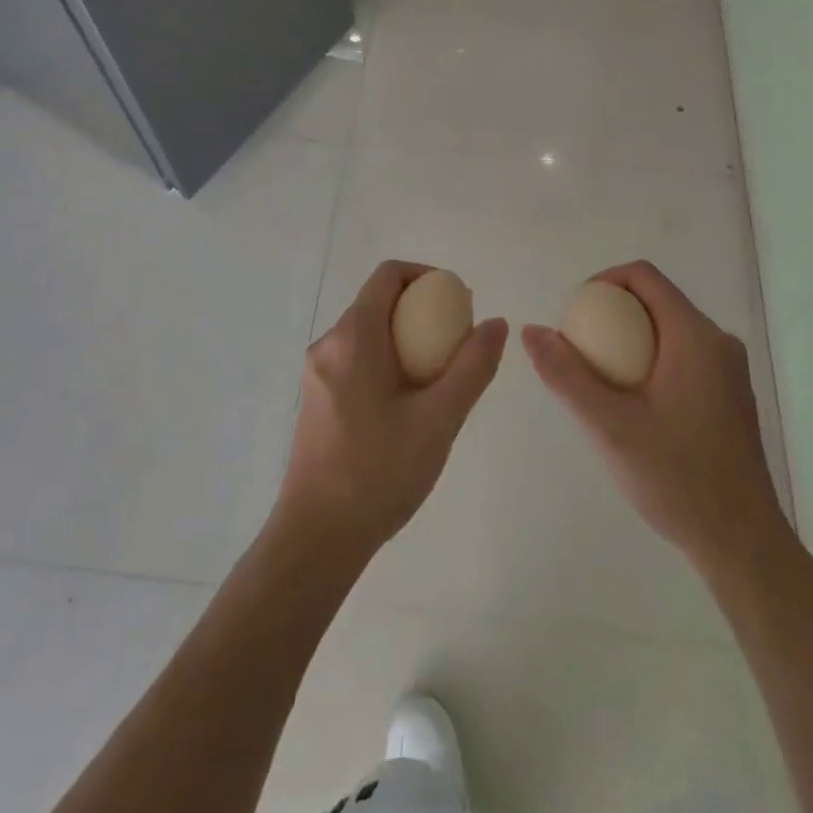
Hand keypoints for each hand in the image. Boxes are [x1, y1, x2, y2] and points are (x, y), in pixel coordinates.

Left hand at [273, 261, 506, 561]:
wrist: (317, 538)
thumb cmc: (379, 472)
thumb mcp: (439, 419)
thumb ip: (472, 367)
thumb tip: (496, 323)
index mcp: (353, 337)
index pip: (388, 275)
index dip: (426, 275)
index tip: (458, 303)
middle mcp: (329, 344)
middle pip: (378, 303)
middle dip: (421, 312)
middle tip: (457, 343)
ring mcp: (317, 373)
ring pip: (368, 334)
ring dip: (406, 340)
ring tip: (439, 378)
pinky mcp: (316, 399)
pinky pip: (356, 360)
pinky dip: (387, 362)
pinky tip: (410, 405)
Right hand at [524, 261, 785, 574]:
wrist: (743, 545)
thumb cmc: (678, 480)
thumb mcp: (610, 428)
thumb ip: (567, 376)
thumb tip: (532, 331)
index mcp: (696, 337)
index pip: (644, 276)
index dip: (602, 281)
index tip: (574, 316)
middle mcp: (718, 342)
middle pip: (655, 301)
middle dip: (611, 314)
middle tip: (579, 351)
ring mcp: (728, 369)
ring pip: (668, 329)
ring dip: (629, 340)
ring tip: (599, 380)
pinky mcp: (730, 394)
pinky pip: (682, 355)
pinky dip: (650, 360)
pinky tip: (632, 405)